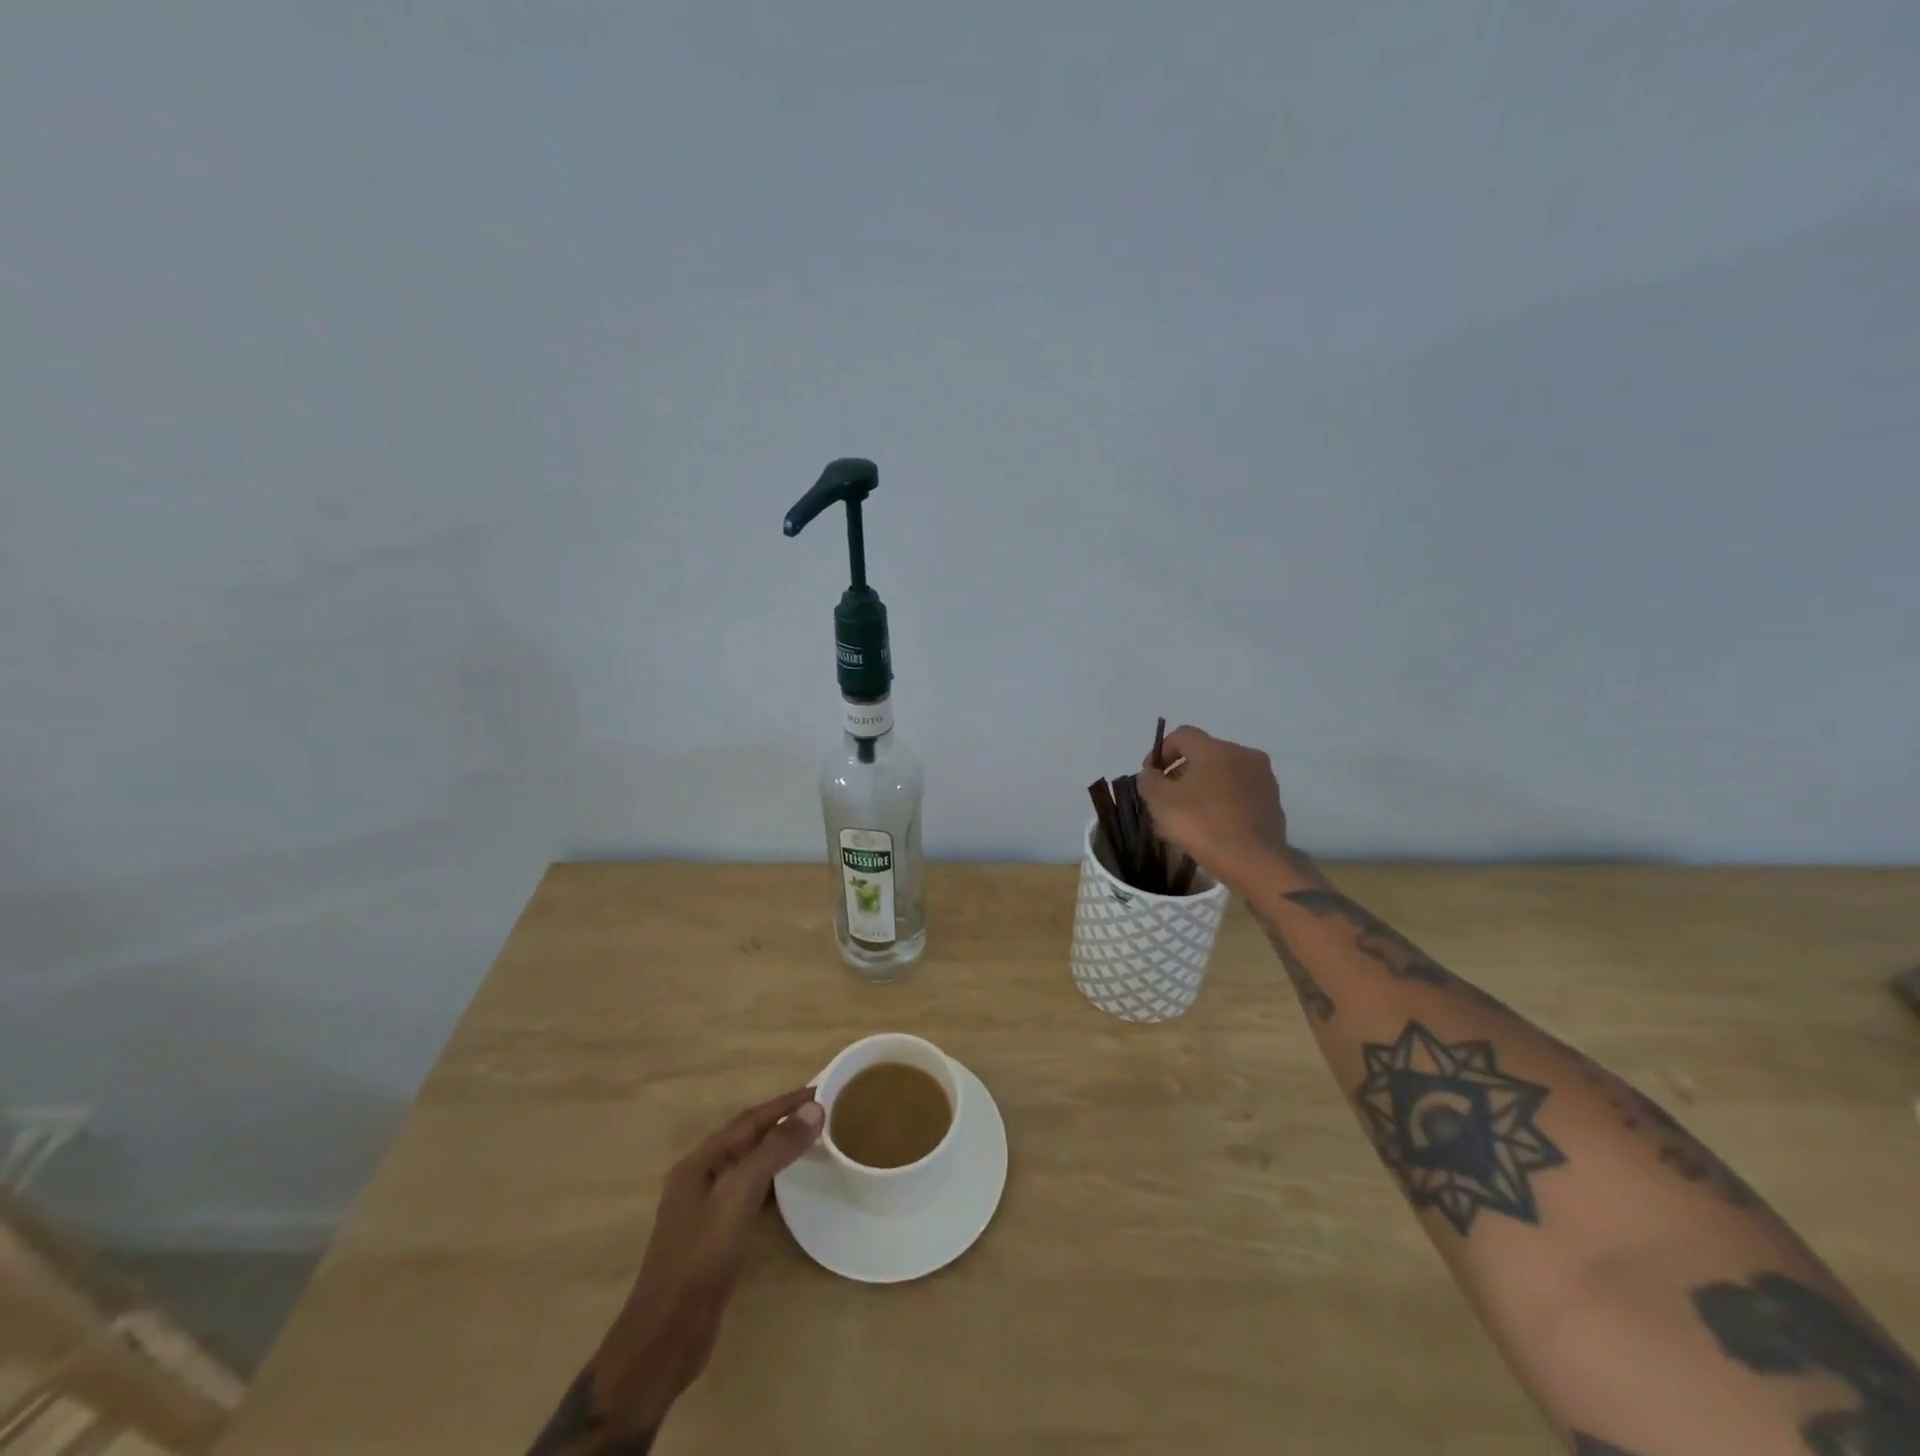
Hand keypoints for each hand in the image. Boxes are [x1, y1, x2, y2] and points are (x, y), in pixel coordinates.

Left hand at [588, 1089, 824, 1437]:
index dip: (784, 1103)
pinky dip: (772, 1182)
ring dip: (777, 1150)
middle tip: (820, 1113)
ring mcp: (705, 1209)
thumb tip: (813, 1109)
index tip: (820, 1090)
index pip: (749, 1120)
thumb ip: (774, 1150)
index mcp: (700, 1162)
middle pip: (747, 1139)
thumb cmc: (700, 1259)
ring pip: (748, 1166)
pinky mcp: (714, 1237)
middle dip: (781, 1122)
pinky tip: (789, 1189)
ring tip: (811, 1142)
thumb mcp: (738, 1196)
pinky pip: (748, 1193)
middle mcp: (700, 1178)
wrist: (666, 1338)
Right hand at [1135, 725, 1292, 893]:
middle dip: (1182, 771)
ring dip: (1204, 787)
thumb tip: (1151, 774)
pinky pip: (1240, 793)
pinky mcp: (1273, 802)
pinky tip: (1212, 825)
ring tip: (1189, 814)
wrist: (1254, 863)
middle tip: (1167, 797)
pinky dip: (1223, 801)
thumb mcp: (1160, 802)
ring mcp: (1263, 778)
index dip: (1161, 751)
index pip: (1182, 735)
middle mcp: (1244, 755)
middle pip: (1204, 754)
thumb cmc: (1203, 825)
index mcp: (1216, 749)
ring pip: (1224, 774)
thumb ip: (1149, 780)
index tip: (1151, 776)